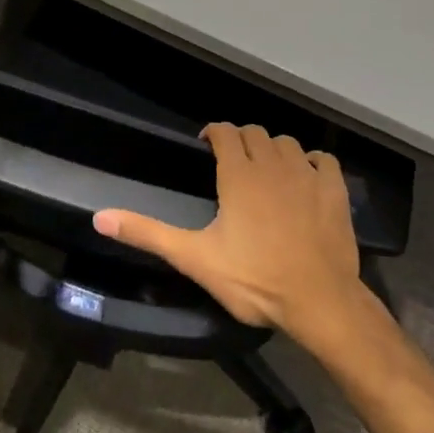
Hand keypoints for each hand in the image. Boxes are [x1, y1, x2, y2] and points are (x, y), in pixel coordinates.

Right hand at [92, 123, 368, 347]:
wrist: (318, 300)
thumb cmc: (254, 279)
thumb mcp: (195, 259)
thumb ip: (149, 234)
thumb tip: (99, 216)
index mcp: (239, 174)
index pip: (225, 132)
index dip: (214, 132)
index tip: (207, 145)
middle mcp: (272, 163)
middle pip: (255, 133)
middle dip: (241, 140)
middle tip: (232, 161)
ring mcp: (307, 174)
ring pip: (287, 142)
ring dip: (273, 148)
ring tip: (265, 169)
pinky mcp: (334, 189)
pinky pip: (322, 159)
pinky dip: (311, 161)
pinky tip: (306, 176)